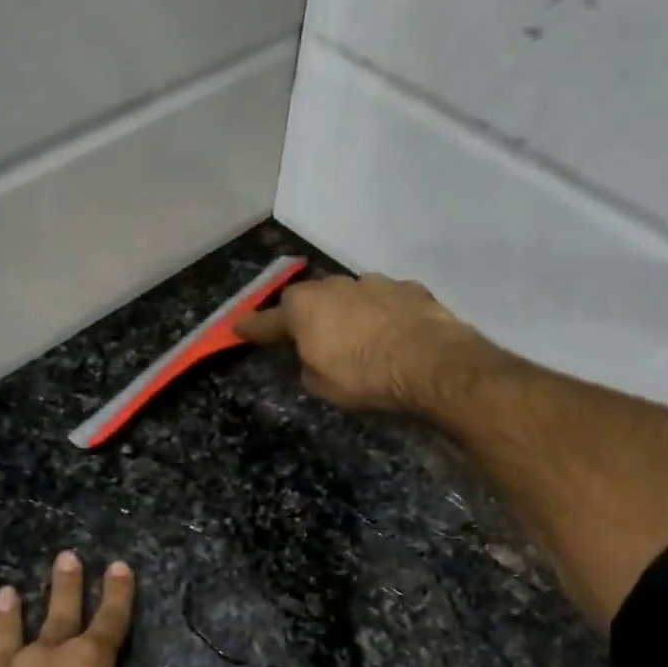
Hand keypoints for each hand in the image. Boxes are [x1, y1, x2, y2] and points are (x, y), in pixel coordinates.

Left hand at [0, 552, 217, 666]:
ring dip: (5, 618)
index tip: (118, 565)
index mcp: (89, 663)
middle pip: (57, 615)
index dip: (118, 592)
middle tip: (65, 557)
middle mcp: (43, 662)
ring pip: (3, 642)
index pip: (111, 618)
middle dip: (64, 586)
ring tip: (5, 593)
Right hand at [235, 273, 476, 412]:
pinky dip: (381, 314)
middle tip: (308, 336)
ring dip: (346, 312)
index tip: (237, 328)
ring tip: (356, 336)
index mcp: (303, 308)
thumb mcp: (320, 384)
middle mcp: (333, 286)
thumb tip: (312, 355)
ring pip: (348, 295)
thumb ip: (307, 364)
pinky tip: (391, 332)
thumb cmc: (362, 376)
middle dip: (306, 316)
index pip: (266, 321)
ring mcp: (372, 282)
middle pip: (309, 299)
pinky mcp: (408, 288)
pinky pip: (384, 300)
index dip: (251, 328)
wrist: (429, 362)